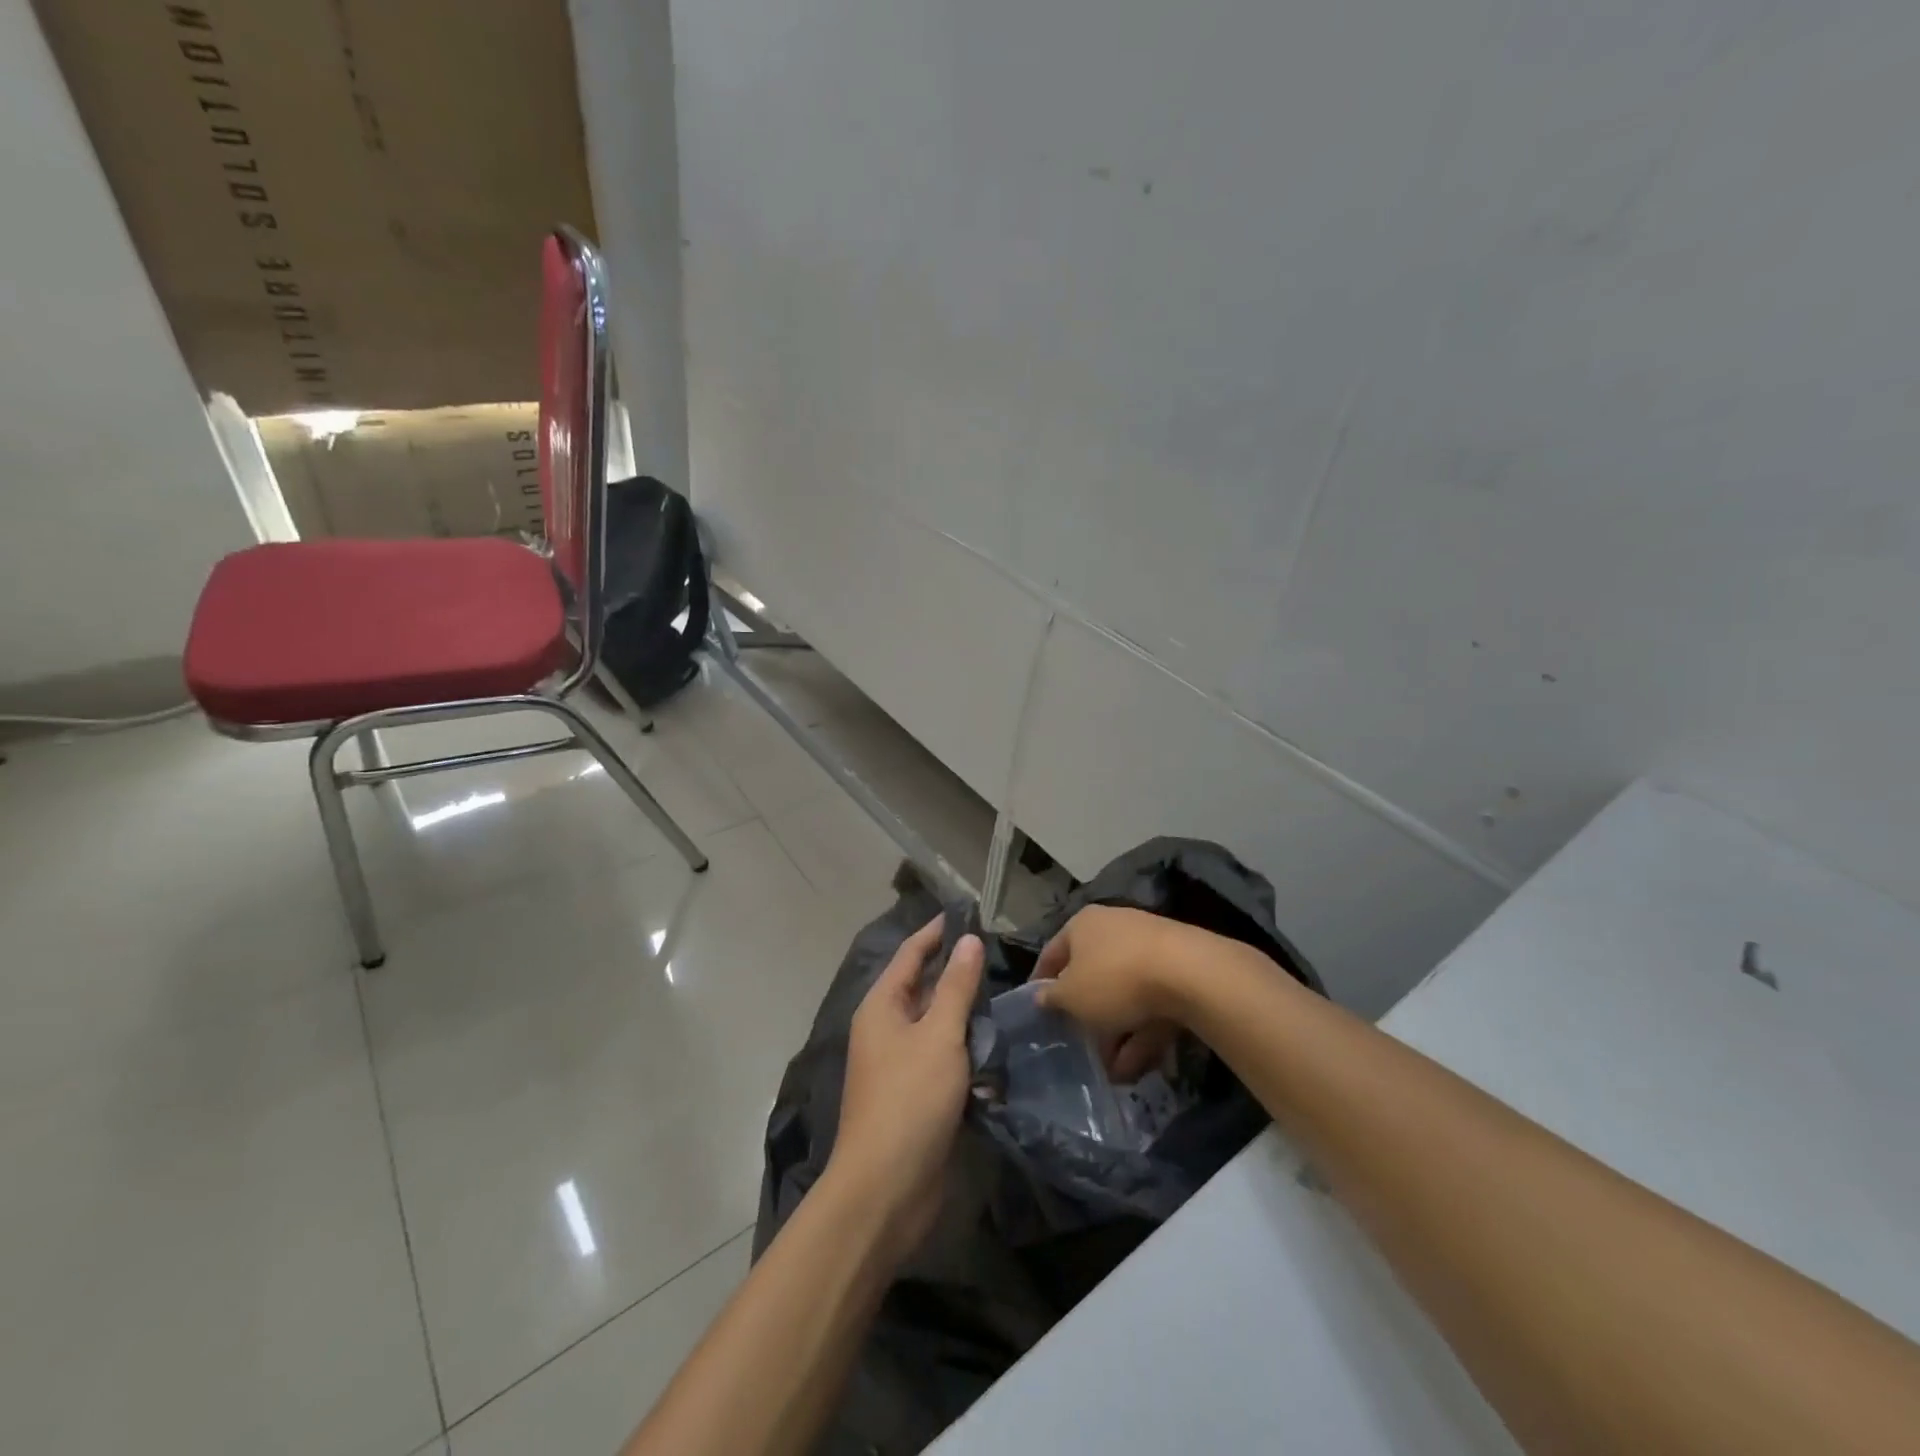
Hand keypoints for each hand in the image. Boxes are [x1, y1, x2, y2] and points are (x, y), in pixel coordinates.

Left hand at [828, 916, 984, 1262]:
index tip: (967, 913)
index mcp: (882, 1007)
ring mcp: (901, 1065)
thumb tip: (968, 940)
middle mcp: (887, 1030)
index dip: (937, 932)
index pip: (911, 954)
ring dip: (968, 1019)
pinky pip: (946, 1062)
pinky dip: (968, 1057)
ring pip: (939, 1027)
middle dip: (958, 976)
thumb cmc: (910, 1099)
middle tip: (999, 959)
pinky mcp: (918, 1097)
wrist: (886, 1189)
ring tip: (1006, 1004)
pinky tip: (997, 1058)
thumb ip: (956, 987)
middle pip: (925, 989)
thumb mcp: (939, 1035)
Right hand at [1033, 905, 1197, 1080]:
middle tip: (1079, 1045)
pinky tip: (1137, 1067)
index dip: (1041, 982)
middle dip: (1087, 1016)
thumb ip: (1053, 998)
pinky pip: (1152, 1003)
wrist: (1190, 973)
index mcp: (1083, 924)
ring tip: (1113, 1072)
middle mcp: (1115, 928)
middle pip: (1093, 975)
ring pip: (1125, 994)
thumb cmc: (1115, 979)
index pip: (1053, 953)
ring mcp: (1149, 948)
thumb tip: (1042, 997)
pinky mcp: (1178, 970)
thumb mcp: (1072, 996)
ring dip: (1117, 1034)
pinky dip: (1143, 1032)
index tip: (1036, 1010)